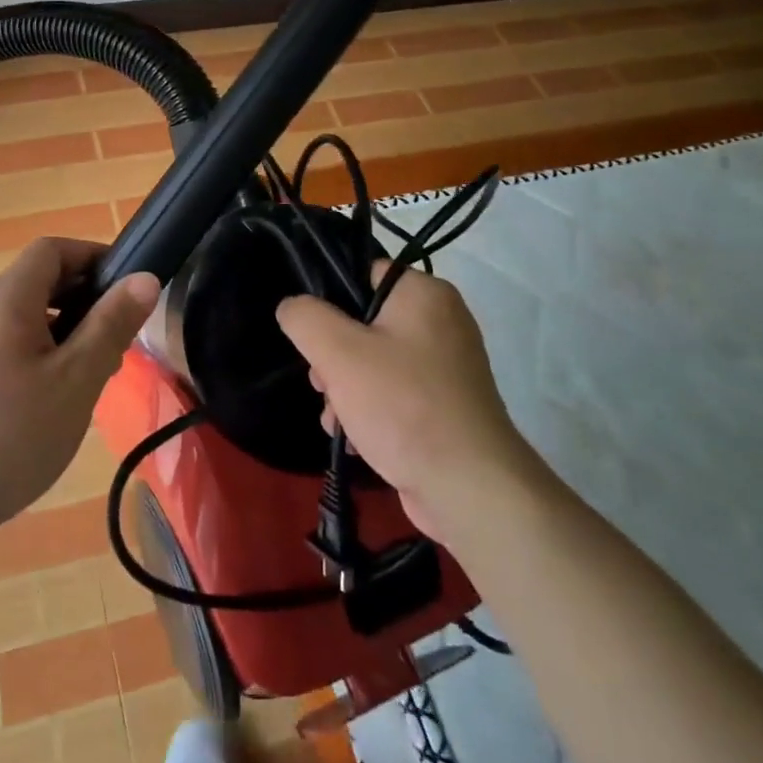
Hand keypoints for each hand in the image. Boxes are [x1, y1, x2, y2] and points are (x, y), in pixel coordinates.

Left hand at [0, 239, 159, 536]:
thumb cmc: (10, 434)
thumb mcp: (75, 379)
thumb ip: (111, 325)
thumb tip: (145, 277)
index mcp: (8, 299)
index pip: (52, 249)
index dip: (93, 256)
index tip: (129, 287)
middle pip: (41, 281)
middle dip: (86, 298)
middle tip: (119, 338)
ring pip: (30, 318)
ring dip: (69, 331)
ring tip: (96, 373)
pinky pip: (14, 346)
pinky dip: (45, 355)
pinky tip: (59, 400)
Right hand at [275, 266, 534, 546]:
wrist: (469, 489)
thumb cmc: (403, 405)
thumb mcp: (338, 352)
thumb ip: (305, 318)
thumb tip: (292, 308)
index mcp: (424, 294)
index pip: (363, 274)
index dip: (330, 300)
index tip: (311, 334)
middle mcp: (442, 322)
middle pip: (364, 323)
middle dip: (333, 357)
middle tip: (322, 384)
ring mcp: (446, 368)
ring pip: (374, 363)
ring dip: (345, 390)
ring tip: (336, 419)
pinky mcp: (445, 407)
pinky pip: (394, 394)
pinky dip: (370, 411)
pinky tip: (354, 439)